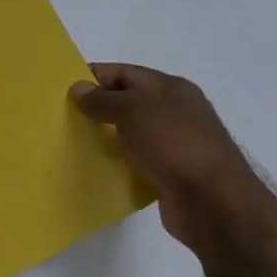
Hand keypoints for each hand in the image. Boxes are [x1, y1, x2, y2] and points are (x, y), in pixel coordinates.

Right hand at [72, 64, 276, 257]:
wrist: (214, 203)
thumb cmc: (174, 144)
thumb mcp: (133, 111)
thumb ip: (103, 99)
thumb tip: (78, 88)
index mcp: (171, 88)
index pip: (125, 72)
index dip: (94, 76)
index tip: (63, 88)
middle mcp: (175, 112)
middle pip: (128, 102)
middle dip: (98, 107)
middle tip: (63, 116)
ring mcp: (175, 144)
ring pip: (131, 133)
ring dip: (106, 137)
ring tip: (73, 142)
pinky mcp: (170, 174)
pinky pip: (136, 161)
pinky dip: (118, 162)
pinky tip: (96, 168)